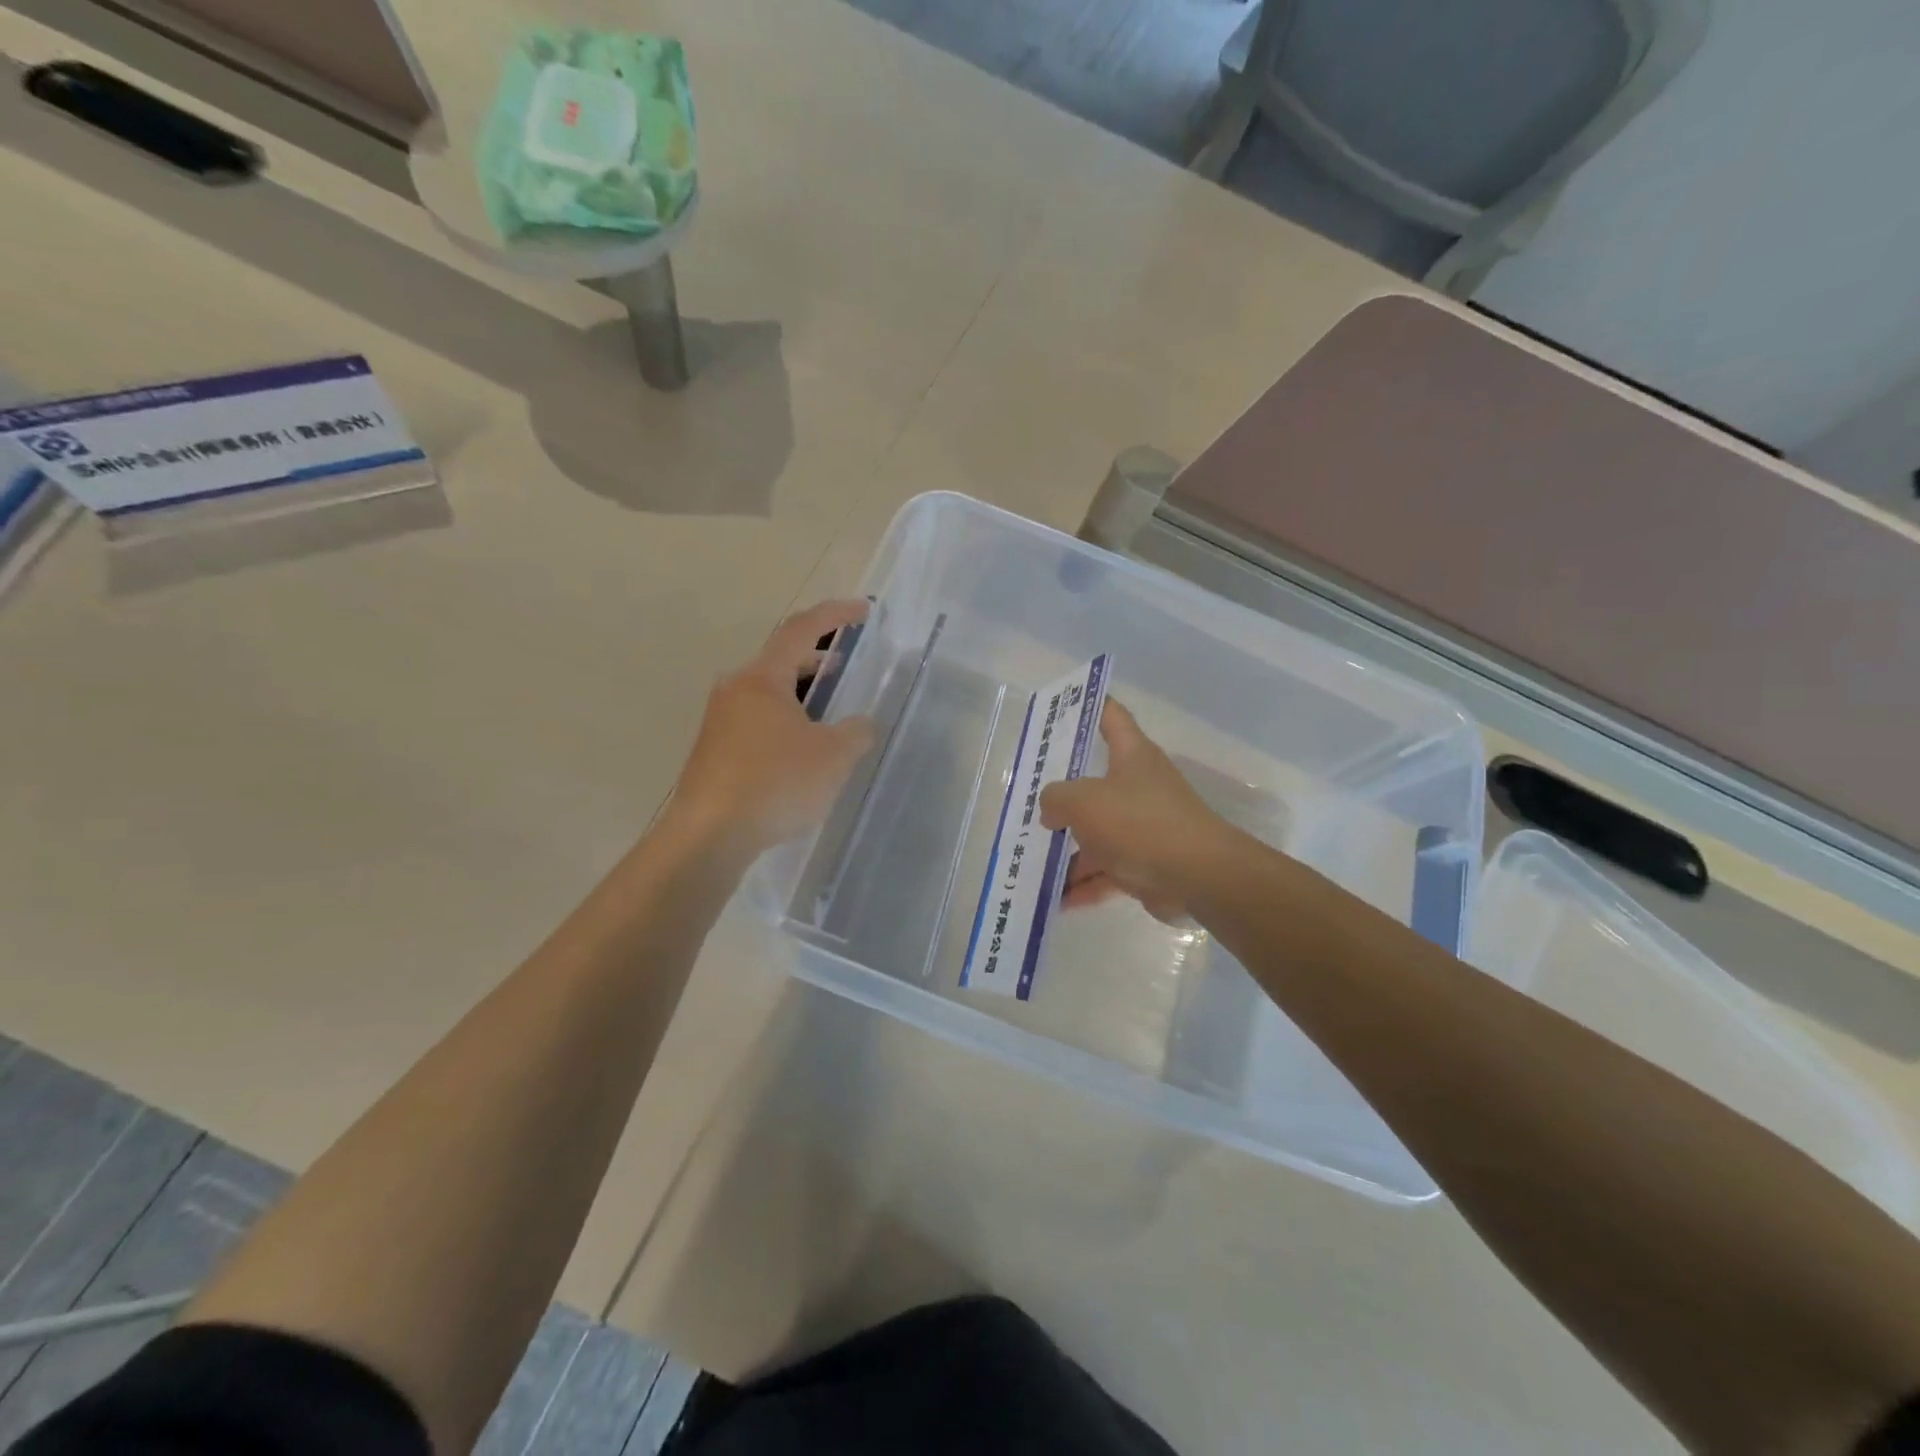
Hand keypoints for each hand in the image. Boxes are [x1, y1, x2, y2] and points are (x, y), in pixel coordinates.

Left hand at [665, 600, 875, 858]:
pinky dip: (784, 718)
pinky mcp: (714, 750)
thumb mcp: (834, 756)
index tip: (863, 610)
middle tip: (847, 664)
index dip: (835, 615)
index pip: (801, 630)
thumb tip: (860, 724)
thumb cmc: (775, 783)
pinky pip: (757, 719)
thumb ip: (856, 732)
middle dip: (817, 656)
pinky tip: (800, 747)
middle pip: (780, 659)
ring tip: (828, 707)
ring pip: (767, 692)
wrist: (708, 836)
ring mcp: (719, 720)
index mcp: (762, 678)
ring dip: (800, 692)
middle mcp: (735, 689)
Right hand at [1039, 700, 1228, 923]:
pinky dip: (1083, 884)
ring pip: (1097, 833)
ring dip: (1067, 849)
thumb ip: (1056, 798)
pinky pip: (1107, 870)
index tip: (1062, 707)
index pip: (1110, 716)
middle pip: (1094, 782)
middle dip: (1061, 795)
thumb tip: (1050, 809)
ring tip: (1030, 860)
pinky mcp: (1146, 863)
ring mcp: (1143, 826)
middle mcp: (1139, 786)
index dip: (1088, 706)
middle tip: (1026, 799)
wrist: (1198, 877)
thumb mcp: (1084, 801)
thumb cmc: (1139, 823)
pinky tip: (1055, 900)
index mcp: (1131, 755)